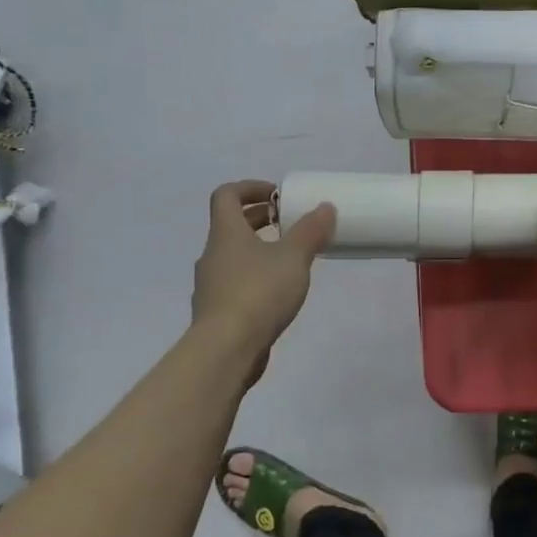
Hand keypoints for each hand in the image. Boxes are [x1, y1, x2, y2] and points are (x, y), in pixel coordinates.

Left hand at [192, 181, 334, 363]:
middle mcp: (213, 254)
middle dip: (260, 219)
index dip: (250, 188)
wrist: (226, 348)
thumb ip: (310, 231)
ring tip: (291, 260)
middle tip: (290, 224)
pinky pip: (236, 283)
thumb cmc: (259, 292)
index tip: (277, 195)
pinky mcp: (217, 311)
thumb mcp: (293, 257)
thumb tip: (324, 207)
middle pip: (231, 225)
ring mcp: (211, 285)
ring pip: (234, 256)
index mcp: (226, 233)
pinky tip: (279, 293)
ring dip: (259, 250)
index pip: (226, 195)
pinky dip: (256, 277)